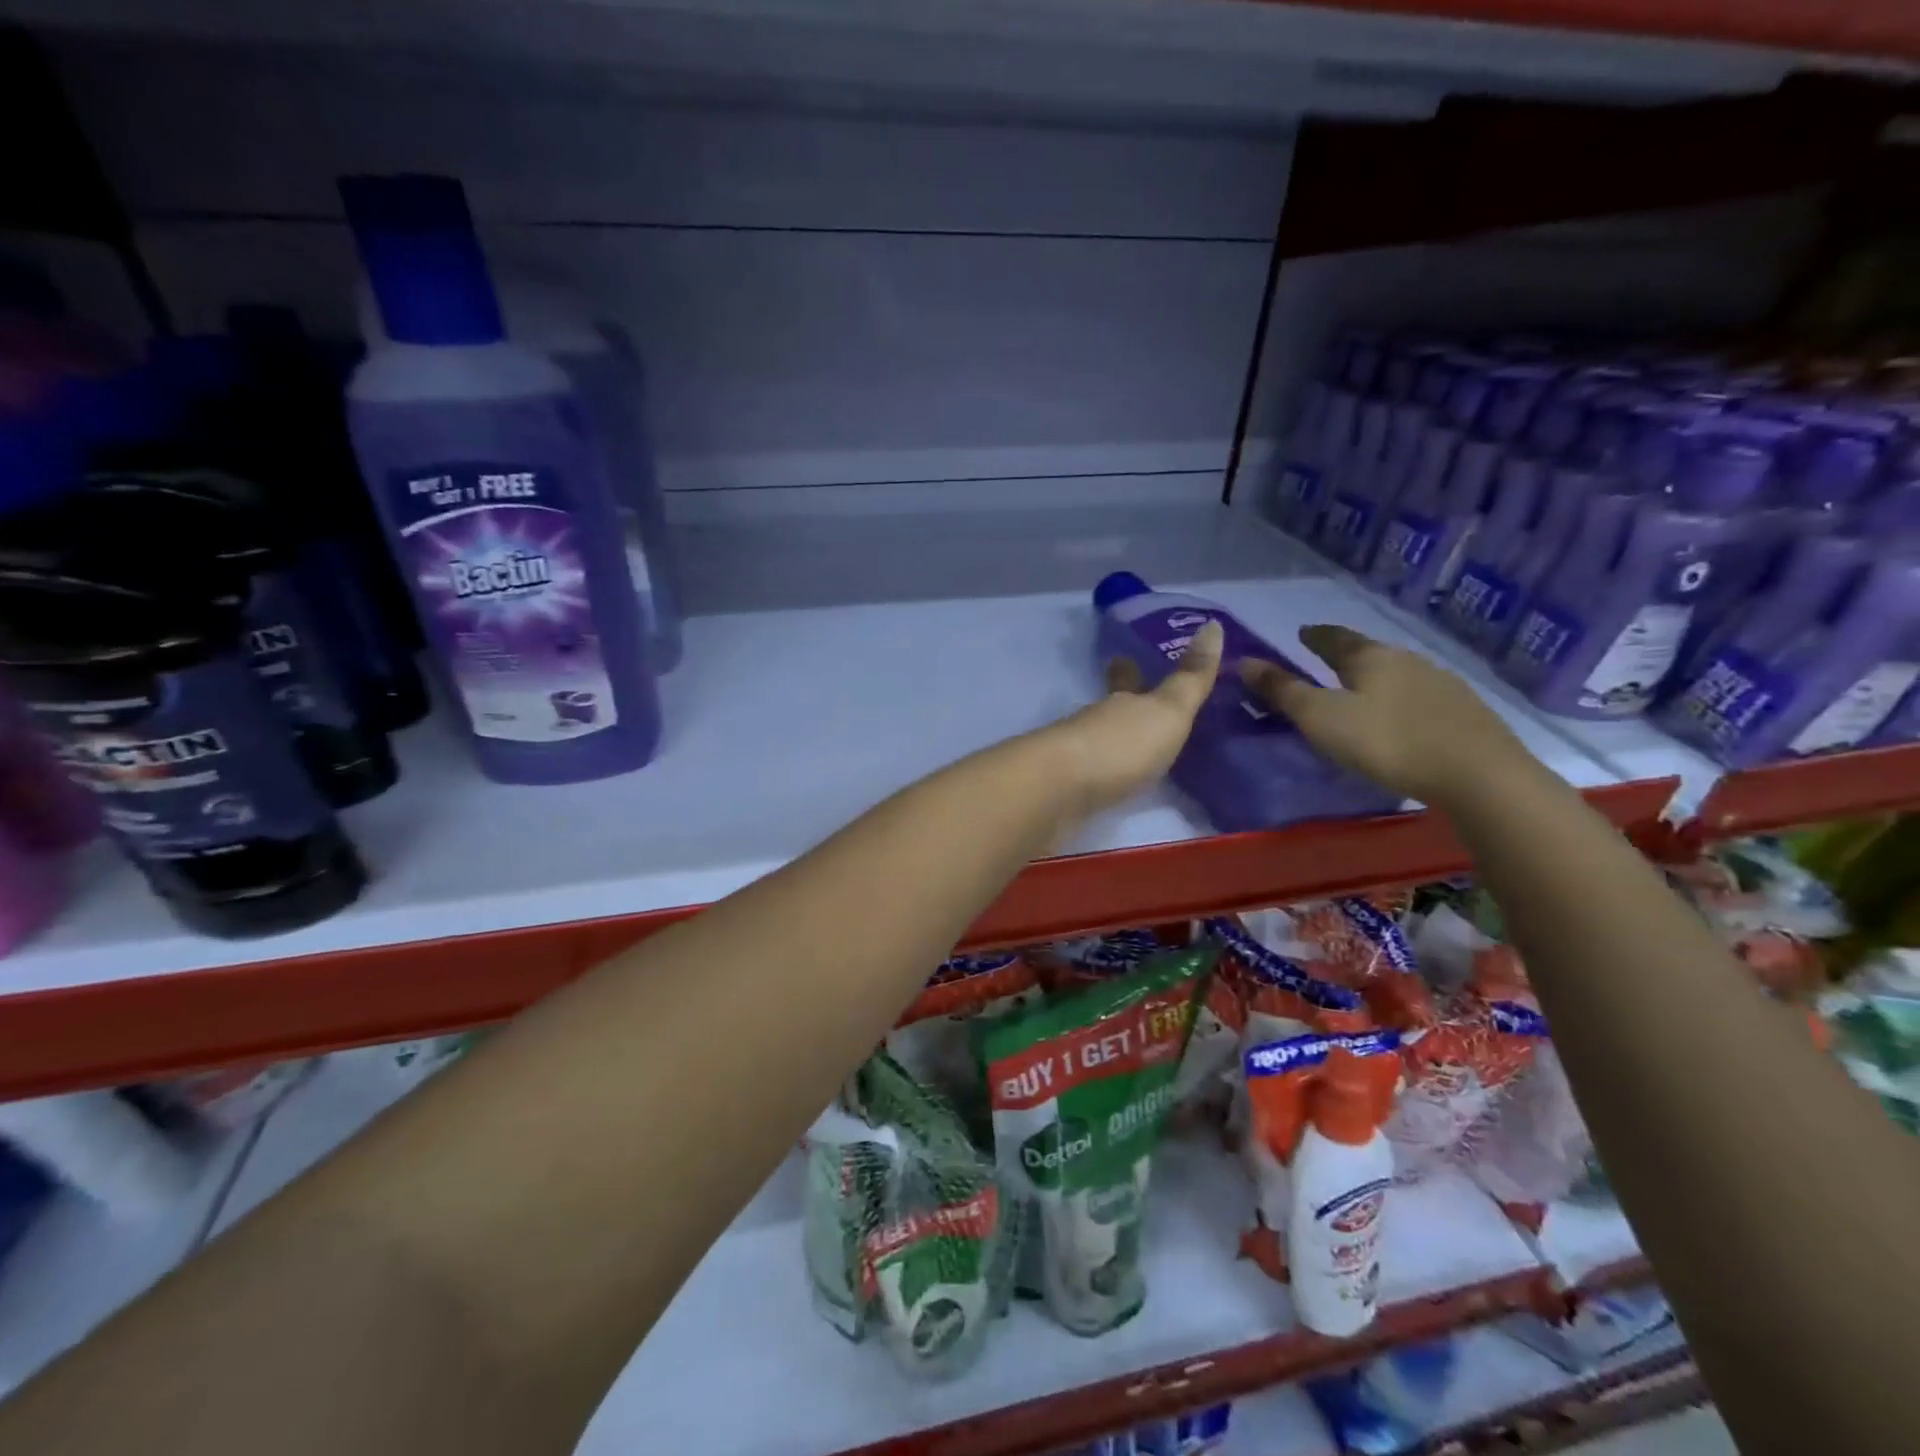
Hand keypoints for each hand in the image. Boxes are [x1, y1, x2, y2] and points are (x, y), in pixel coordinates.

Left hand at [1047, 621, 1222, 818]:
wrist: (1059, 791)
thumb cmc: (1120, 745)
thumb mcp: (1167, 711)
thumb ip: (1190, 678)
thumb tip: (1213, 624)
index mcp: (1121, 702)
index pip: (1125, 678)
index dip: (1128, 668)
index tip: (1124, 657)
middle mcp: (1095, 724)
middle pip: (1109, 711)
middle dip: (1121, 707)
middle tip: (1134, 704)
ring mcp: (1076, 757)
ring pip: (1097, 742)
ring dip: (1112, 743)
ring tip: (1132, 751)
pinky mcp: (1065, 790)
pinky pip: (1088, 777)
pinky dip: (1100, 776)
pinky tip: (1108, 784)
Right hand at [1241, 624, 1531, 805]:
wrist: (1477, 774)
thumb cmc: (1386, 741)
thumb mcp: (1320, 718)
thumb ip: (1282, 691)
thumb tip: (1243, 661)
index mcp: (1369, 657)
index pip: (1335, 638)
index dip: (1316, 636)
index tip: (1303, 633)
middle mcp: (1407, 660)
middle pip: (1369, 653)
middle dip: (1347, 658)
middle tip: (1327, 666)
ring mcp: (1441, 684)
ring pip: (1398, 675)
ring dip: (1377, 680)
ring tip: (1362, 694)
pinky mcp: (1465, 712)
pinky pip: (1421, 698)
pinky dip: (1402, 702)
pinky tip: (1401, 719)